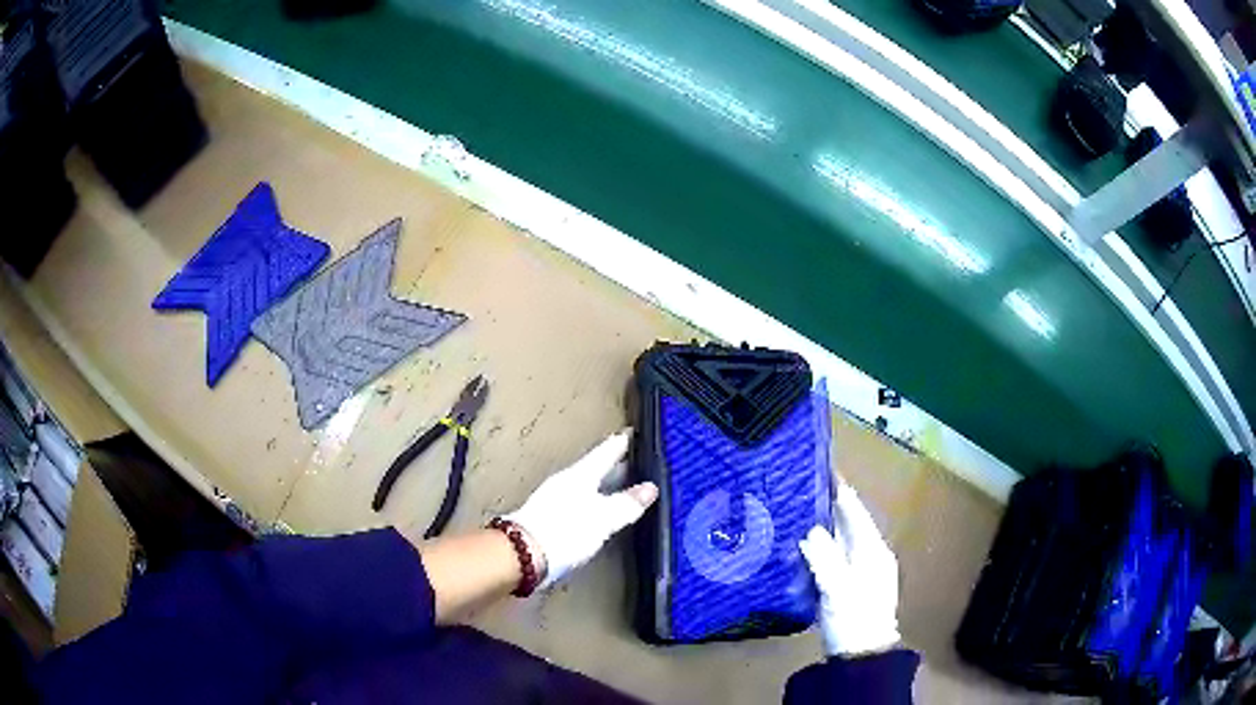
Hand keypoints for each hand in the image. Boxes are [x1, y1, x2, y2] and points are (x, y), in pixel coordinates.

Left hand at [505, 431, 657, 589]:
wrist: (524, 555)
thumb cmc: (565, 531)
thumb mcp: (603, 518)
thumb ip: (626, 504)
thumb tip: (650, 488)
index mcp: (580, 476)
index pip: (604, 454)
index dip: (618, 445)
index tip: (629, 433)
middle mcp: (566, 484)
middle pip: (593, 470)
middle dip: (612, 465)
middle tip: (631, 459)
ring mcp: (554, 502)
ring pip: (584, 487)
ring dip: (601, 485)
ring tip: (618, 487)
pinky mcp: (549, 521)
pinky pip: (577, 503)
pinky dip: (591, 503)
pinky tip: (597, 513)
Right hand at [799, 483, 900, 656]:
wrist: (861, 655)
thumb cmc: (853, 618)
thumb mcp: (838, 588)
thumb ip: (824, 557)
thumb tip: (809, 530)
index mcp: (872, 549)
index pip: (855, 510)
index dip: (839, 489)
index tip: (820, 467)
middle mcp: (869, 554)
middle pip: (847, 522)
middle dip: (827, 504)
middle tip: (799, 487)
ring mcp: (860, 570)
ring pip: (839, 539)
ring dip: (822, 525)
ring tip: (795, 510)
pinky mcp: (849, 584)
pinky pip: (833, 555)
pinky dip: (819, 546)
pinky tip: (800, 545)